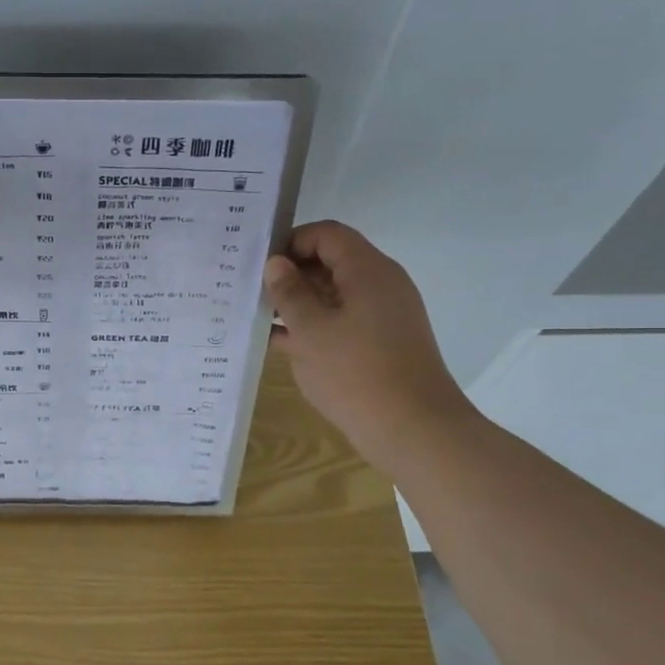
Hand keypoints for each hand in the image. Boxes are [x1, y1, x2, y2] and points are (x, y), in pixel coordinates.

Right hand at [262, 221, 476, 474]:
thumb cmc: (356, 373)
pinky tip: (277, 342)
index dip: (292, 242)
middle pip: (331, 263)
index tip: (260, 264)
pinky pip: (341, 322)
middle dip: (291, 274)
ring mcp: (382, 316)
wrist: (413, 430)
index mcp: (368, 271)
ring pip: (333, 296)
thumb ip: (289, 292)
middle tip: (251, 290)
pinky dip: (312, 327)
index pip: (327, 235)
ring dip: (297, 303)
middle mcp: (380, 285)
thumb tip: (276, 263)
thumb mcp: (310, 330)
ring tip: (256, 316)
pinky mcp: (380, 344)